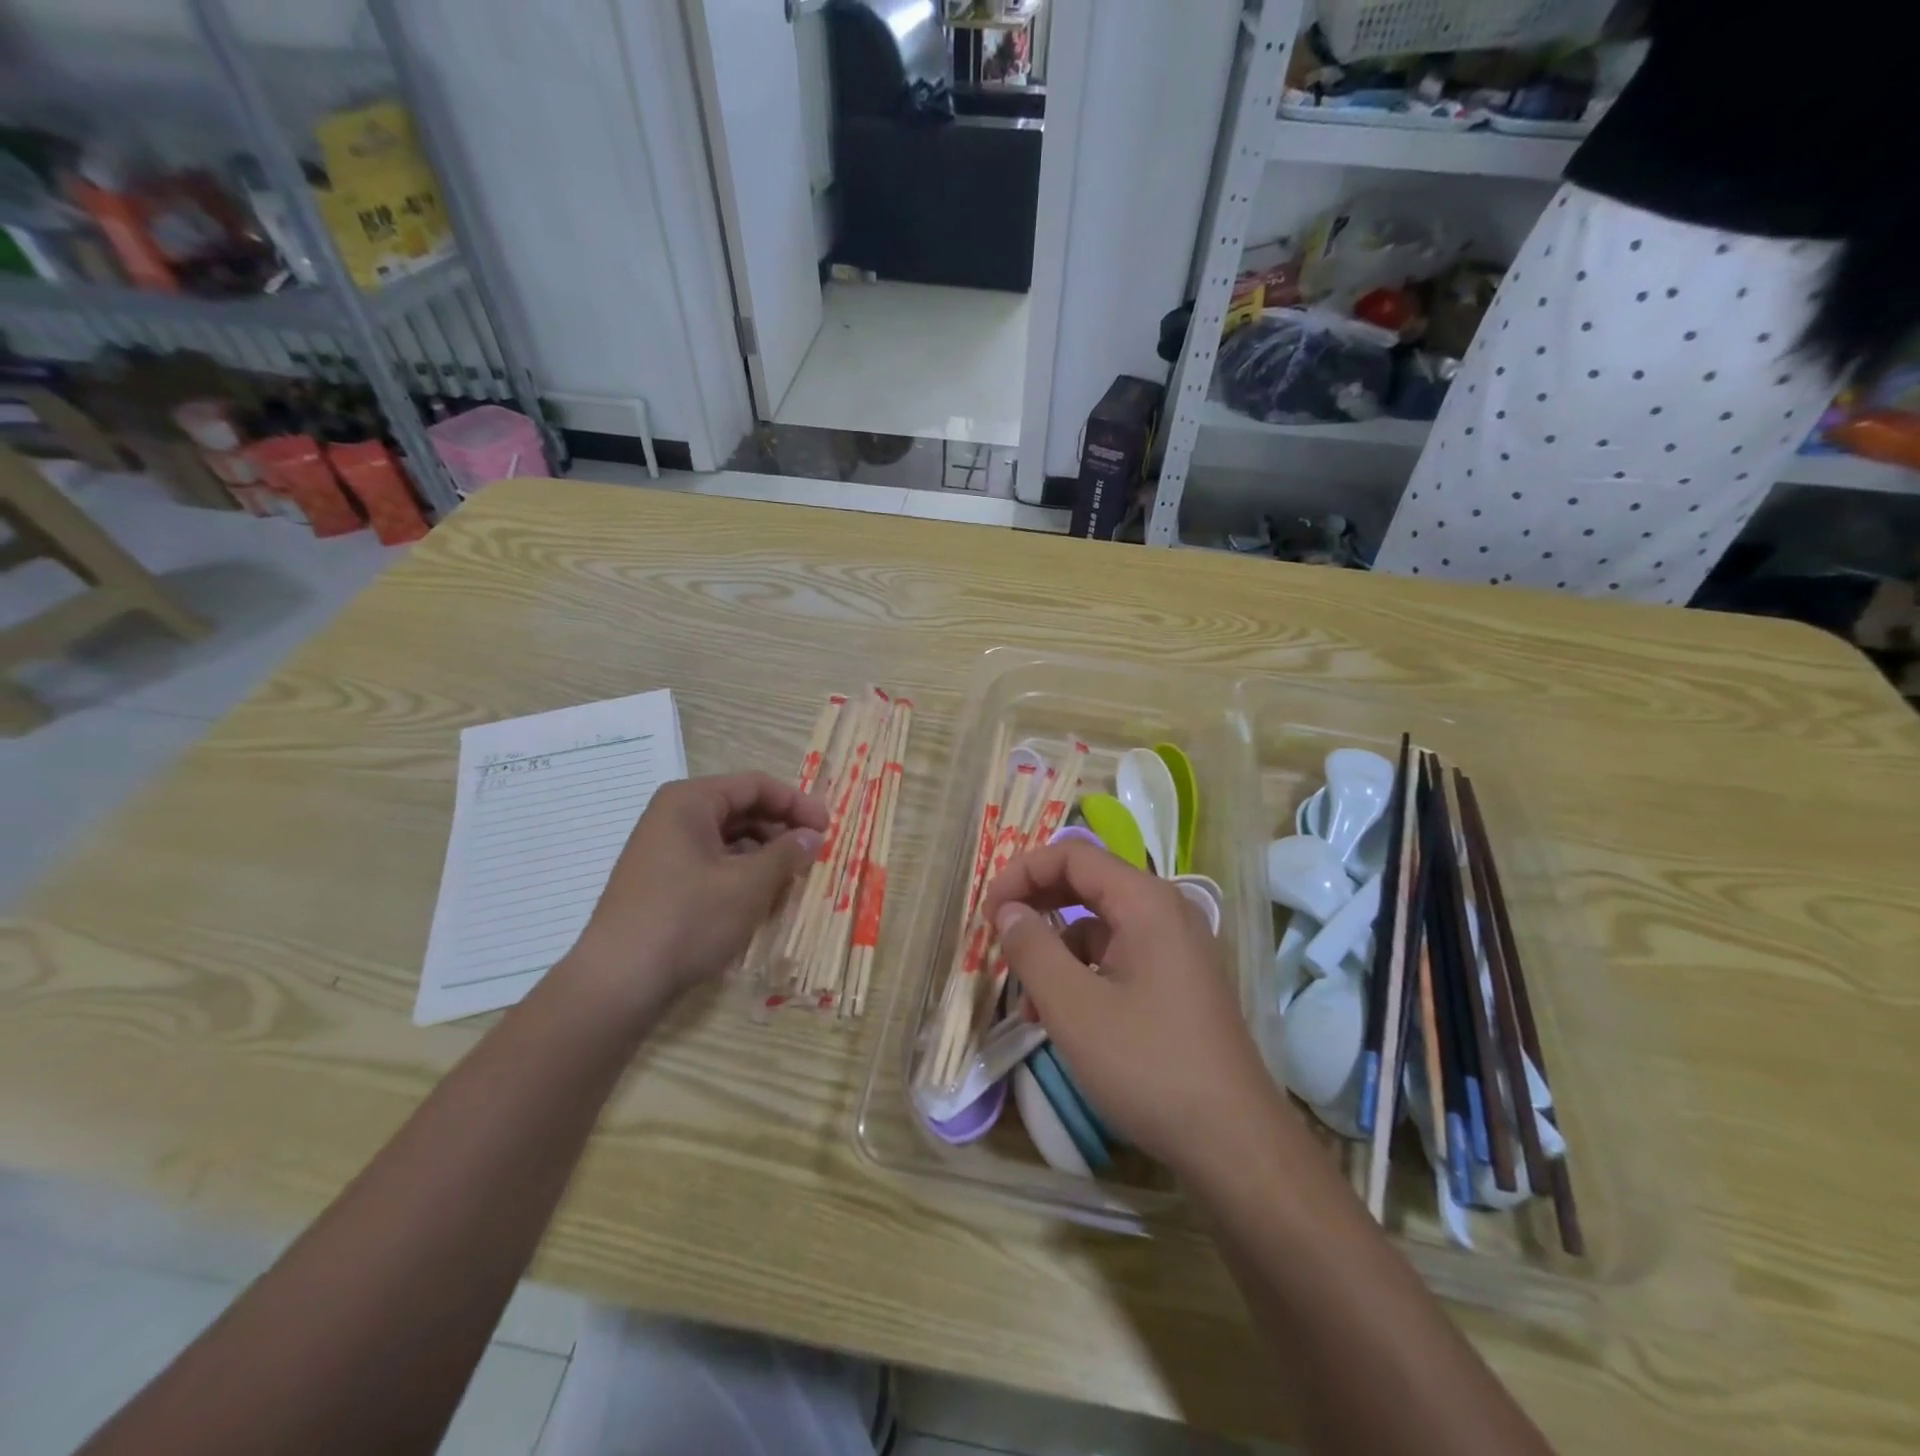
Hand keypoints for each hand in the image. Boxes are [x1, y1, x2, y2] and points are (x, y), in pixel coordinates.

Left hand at [563, 773, 826, 1014]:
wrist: (618, 983)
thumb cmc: (688, 920)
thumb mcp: (748, 885)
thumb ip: (786, 854)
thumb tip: (812, 836)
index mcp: (690, 801)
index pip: (756, 785)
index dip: (797, 803)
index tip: (827, 828)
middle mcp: (673, 817)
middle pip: (741, 809)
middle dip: (781, 829)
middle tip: (813, 854)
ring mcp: (664, 850)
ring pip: (728, 839)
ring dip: (764, 854)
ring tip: (792, 880)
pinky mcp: (662, 882)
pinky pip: (712, 863)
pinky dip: (741, 874)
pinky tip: (760, 899)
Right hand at [983, 840, 1281, 1176]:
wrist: (1233, 1142)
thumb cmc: (1147, 1064)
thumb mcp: (1074, 1007)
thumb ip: (1032, 949)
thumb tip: (1008, 909)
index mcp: (1146, 902)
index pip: (1073, 856)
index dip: (1023, 873)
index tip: (989, 912)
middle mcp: (1166, 912)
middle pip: (1088, 884)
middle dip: (1037, 905)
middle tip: (998, 936)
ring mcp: (1176, 948)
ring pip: (1100, 926)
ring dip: (1056, 950)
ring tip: (1027, 1000)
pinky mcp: (1177, 982)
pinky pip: (1118, 957)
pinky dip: (1083, 974)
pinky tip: (1061, 1017)